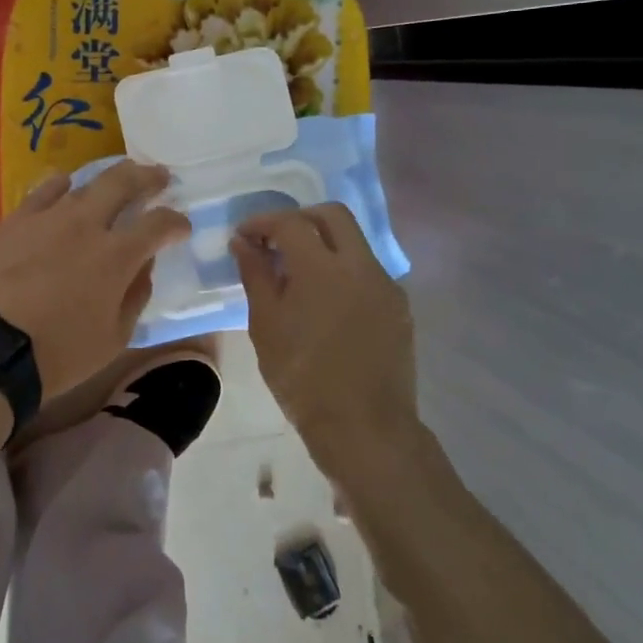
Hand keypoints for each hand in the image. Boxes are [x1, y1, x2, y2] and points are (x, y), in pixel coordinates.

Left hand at [0, 162, 190, 399]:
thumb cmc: (61, 353)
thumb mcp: (115, 337)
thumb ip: (135, 294)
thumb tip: (144, 266)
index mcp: (116, 255)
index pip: (158, 224)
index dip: (176, 222)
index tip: (181, 226)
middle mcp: (85, 224)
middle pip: (123, 183)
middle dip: (147, 177)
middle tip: (159, 176)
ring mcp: (46, 217)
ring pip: (82, 183)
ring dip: (105, 178)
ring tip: (113, 179)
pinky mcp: (13, 221)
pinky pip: (41, 192)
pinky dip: (59, 187)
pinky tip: (64, 186)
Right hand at [231, 203, 416, 461]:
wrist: (365, 428)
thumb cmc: (303, 377)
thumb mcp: (266, 325)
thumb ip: (255, 275)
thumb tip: (243, 243)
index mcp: (322, 267)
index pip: (290, 222)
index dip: (262, 222)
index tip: (244, 237)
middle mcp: (360, 265)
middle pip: (332, 215)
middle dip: (300, 219)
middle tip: (275, 241)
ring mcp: (385, 285)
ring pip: (354, 242)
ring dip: (324, 244)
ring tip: (297, 274)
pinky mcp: (399, 307)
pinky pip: (367, 271)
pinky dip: (343, 271)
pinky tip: (326, 302)